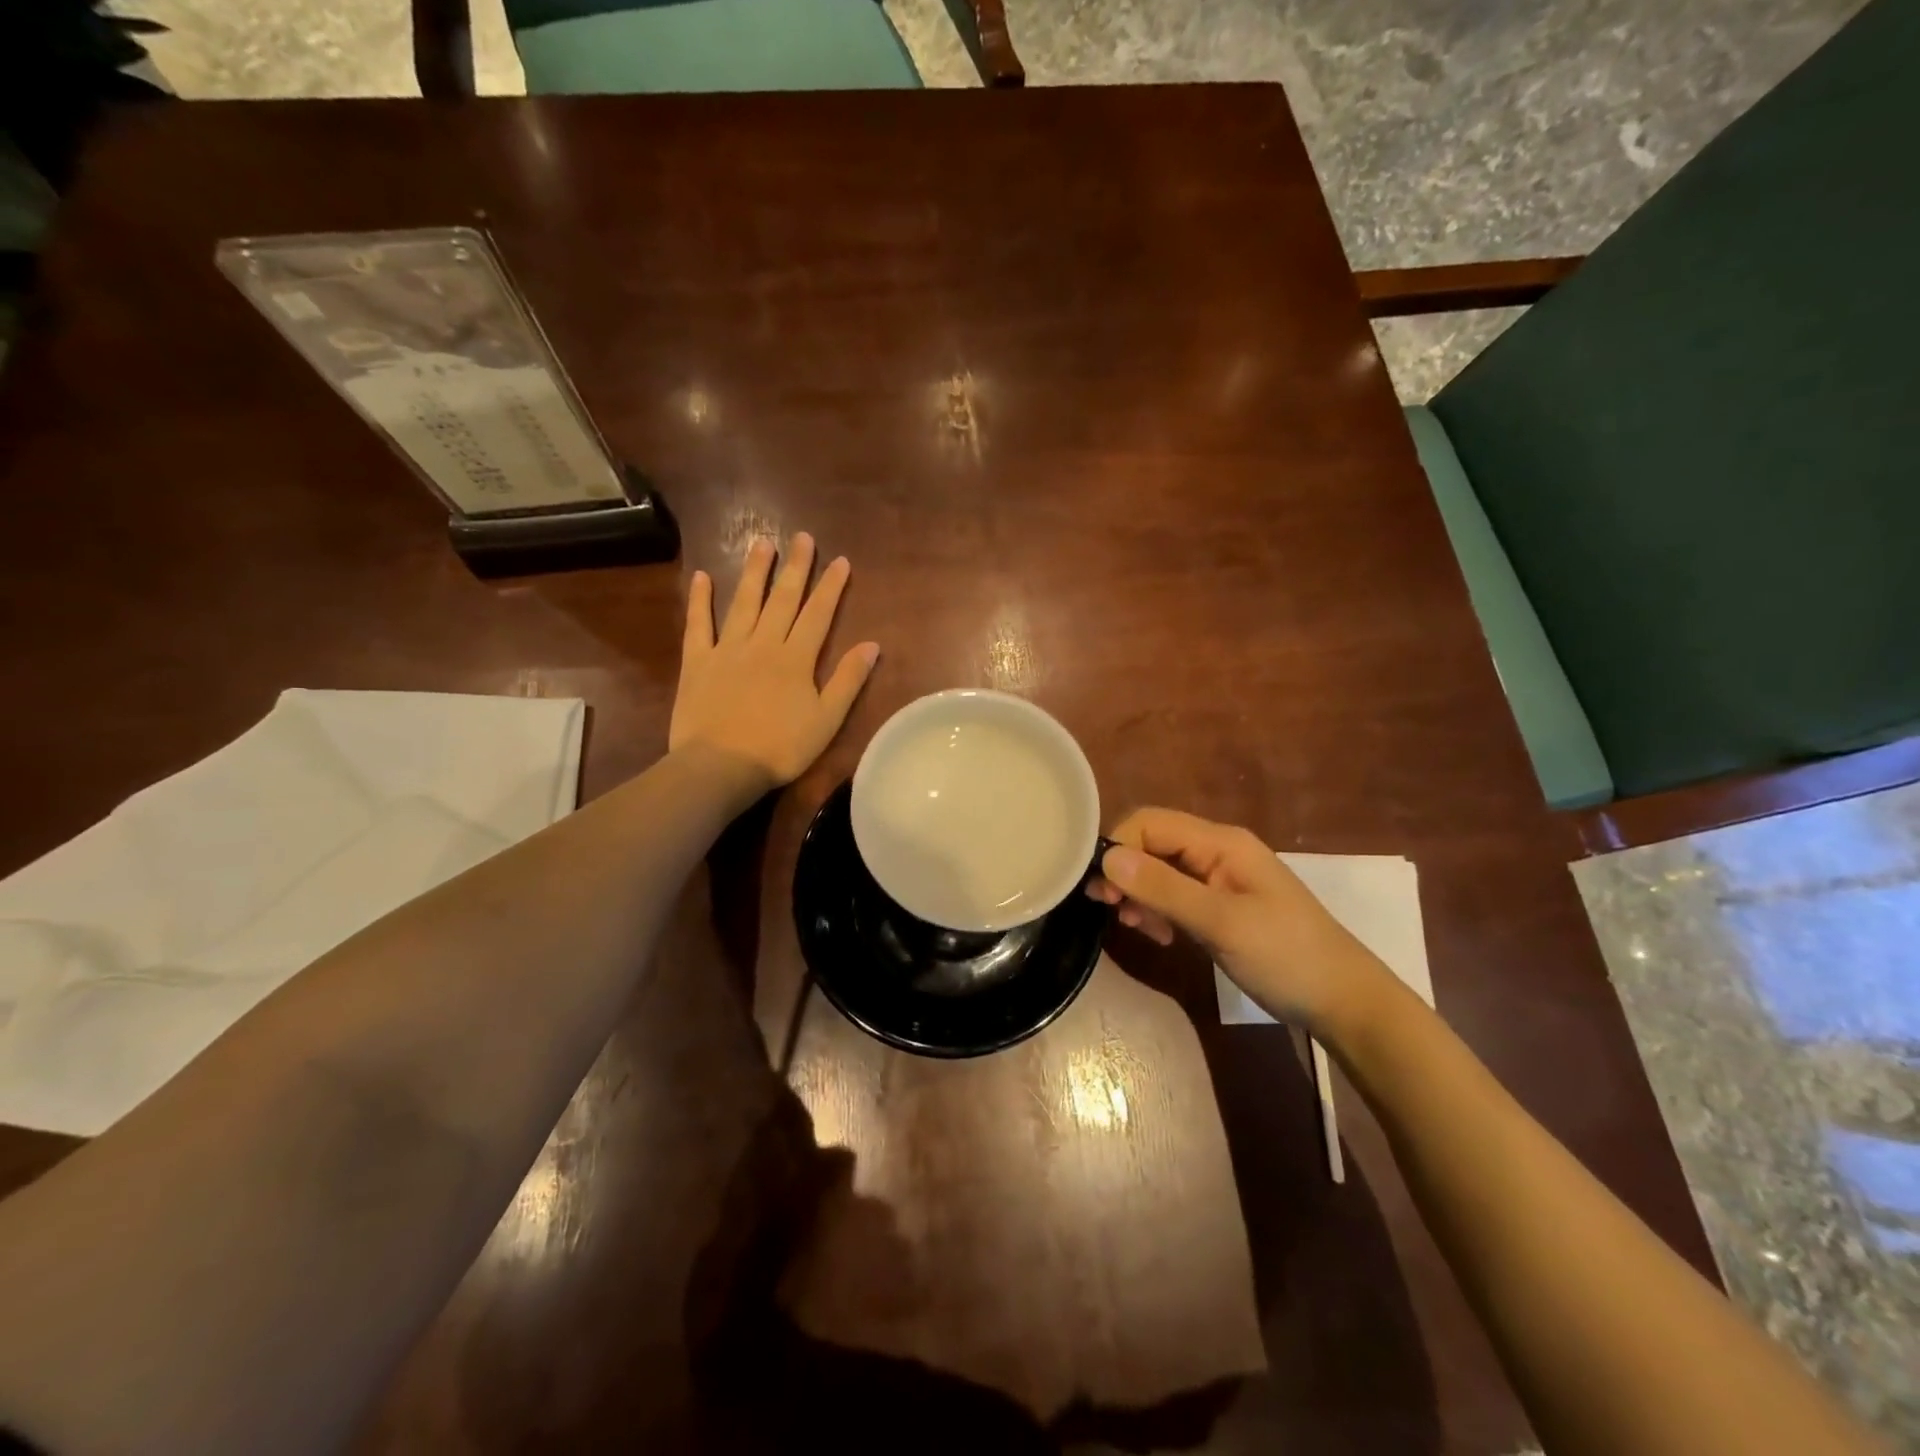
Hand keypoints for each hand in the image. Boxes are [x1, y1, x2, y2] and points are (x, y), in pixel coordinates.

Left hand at [670, 533, 879, 791]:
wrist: (721, 766)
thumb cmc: (780, 748)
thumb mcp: (827, 720)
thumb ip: (848, 680)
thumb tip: (872, 644)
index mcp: (796, 659)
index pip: (819, 614)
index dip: (831, 587)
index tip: (840, 560)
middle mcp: (763, 644)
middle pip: (783, 599)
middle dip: (796, 567)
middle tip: (802, 537)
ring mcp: (727, 650)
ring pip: (744, 602)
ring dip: (754, 572)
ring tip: (762, 542)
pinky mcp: (698, 662)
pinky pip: (699, 625)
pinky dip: (701, 600)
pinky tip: (703, 577)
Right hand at [1088, 808, 1391, 1032]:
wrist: (1344, 1002)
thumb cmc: (1286, 956)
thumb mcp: (1221, 922)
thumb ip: (1163, 888)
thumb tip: (1106, 858)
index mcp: (1221, 843)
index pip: (1150, 823)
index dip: (1118, 848)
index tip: (1102, 892)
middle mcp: (1216, 852)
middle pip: (1152, 845)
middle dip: (1125, 873)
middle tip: (1111, 911)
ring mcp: (1219, 880)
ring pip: (1159, 871)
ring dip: (1139, 894)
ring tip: (1137, 928)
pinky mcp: (1219, 907)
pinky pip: (1175, 896)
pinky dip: (1158, 911)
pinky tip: (1159, 936)